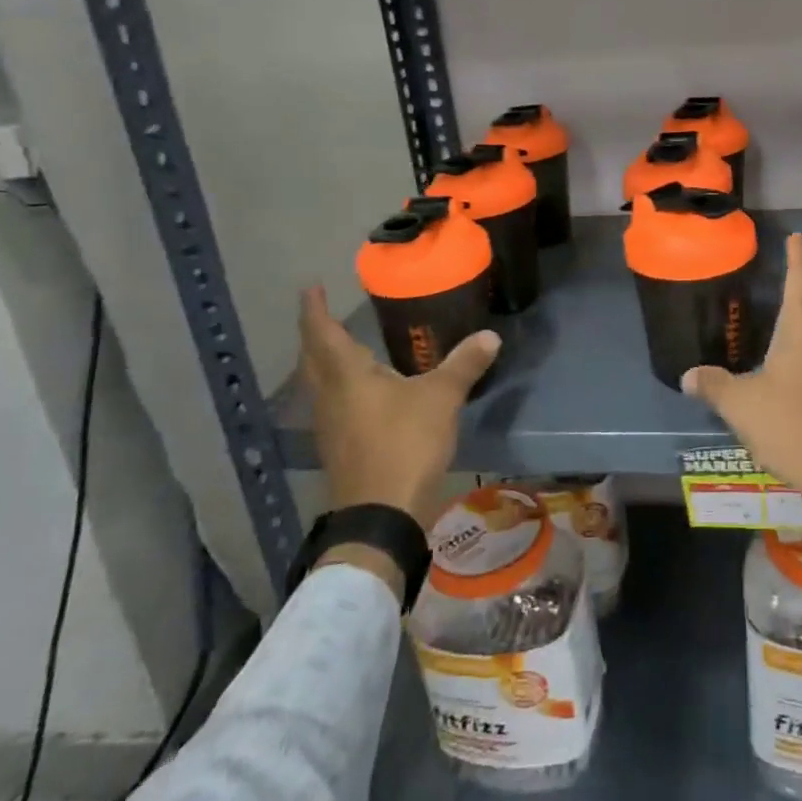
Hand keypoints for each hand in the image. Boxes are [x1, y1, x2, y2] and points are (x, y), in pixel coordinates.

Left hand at [298, 285, 499, 528]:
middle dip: (315, 334)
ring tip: (344, 348)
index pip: (322, 332)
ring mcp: (329, 425)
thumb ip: (464, 364)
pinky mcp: (338, 448)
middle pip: (312, 358)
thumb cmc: (405, 443)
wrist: (381, 513)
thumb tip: (490, 336)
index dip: (314, 309)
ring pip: (318, 384)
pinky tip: (361, 393)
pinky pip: (331, 405)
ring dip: (325, 362)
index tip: (311, 287)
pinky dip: (339, 387)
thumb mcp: (441, 398)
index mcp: (346, 375)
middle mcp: (329, 396)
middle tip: (325, 315)